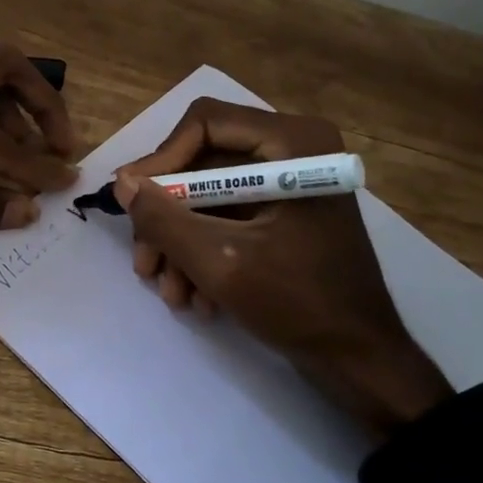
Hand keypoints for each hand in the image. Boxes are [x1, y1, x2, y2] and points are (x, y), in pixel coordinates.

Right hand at [116, 98, 451, 427]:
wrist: (359, 359)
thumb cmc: (298, 302)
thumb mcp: (219, 261)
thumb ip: (164, 219)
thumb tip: (122, 182)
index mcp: (292, 142)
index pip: (204, 123)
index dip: (161, 160)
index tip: (132, 203)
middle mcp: (292, 151)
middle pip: (202, 163)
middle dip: (168, 218)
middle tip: (144, 261)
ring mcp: (289, 185)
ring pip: (210, 197)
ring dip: (182, 244)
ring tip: (170, 292)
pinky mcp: (284, 216)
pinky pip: (230, 219)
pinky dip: (207, 253)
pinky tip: (198, 298)